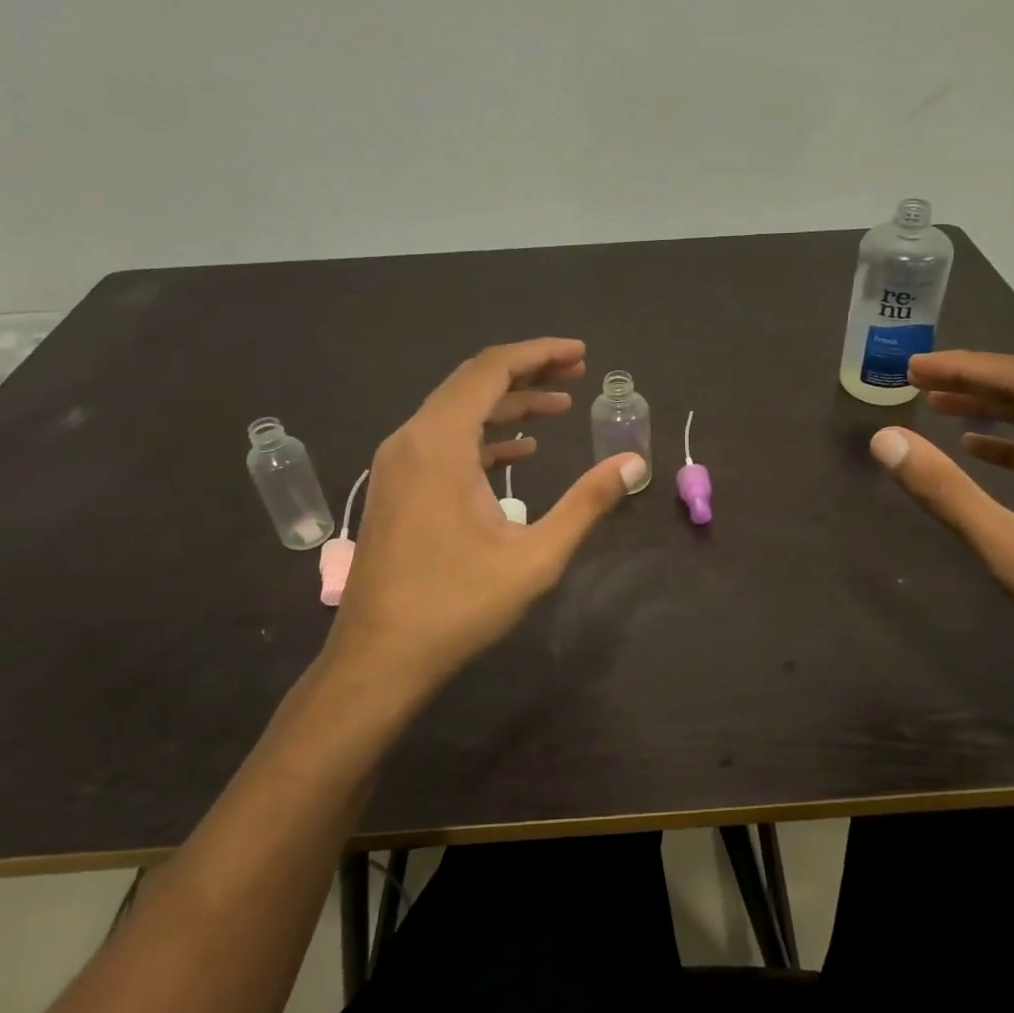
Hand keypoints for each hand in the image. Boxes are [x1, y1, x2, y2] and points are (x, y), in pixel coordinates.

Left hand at [325, 339, 643, 690]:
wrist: (380, 658)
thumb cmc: (457, 605)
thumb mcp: (535, 556)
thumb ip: (586, 503)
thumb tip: (633, 462)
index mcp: (439, 443)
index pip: (491, 370)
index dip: (539, 354)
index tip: (581, 354)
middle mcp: (411, 439)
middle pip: (472, 383)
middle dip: (528, 372)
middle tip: (577, 373)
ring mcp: (398, 464)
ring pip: (456, 412)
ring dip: (507, 404)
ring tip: (558, 407)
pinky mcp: (397, 487)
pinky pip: (443, 441)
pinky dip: (483, 436)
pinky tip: (519, 452)